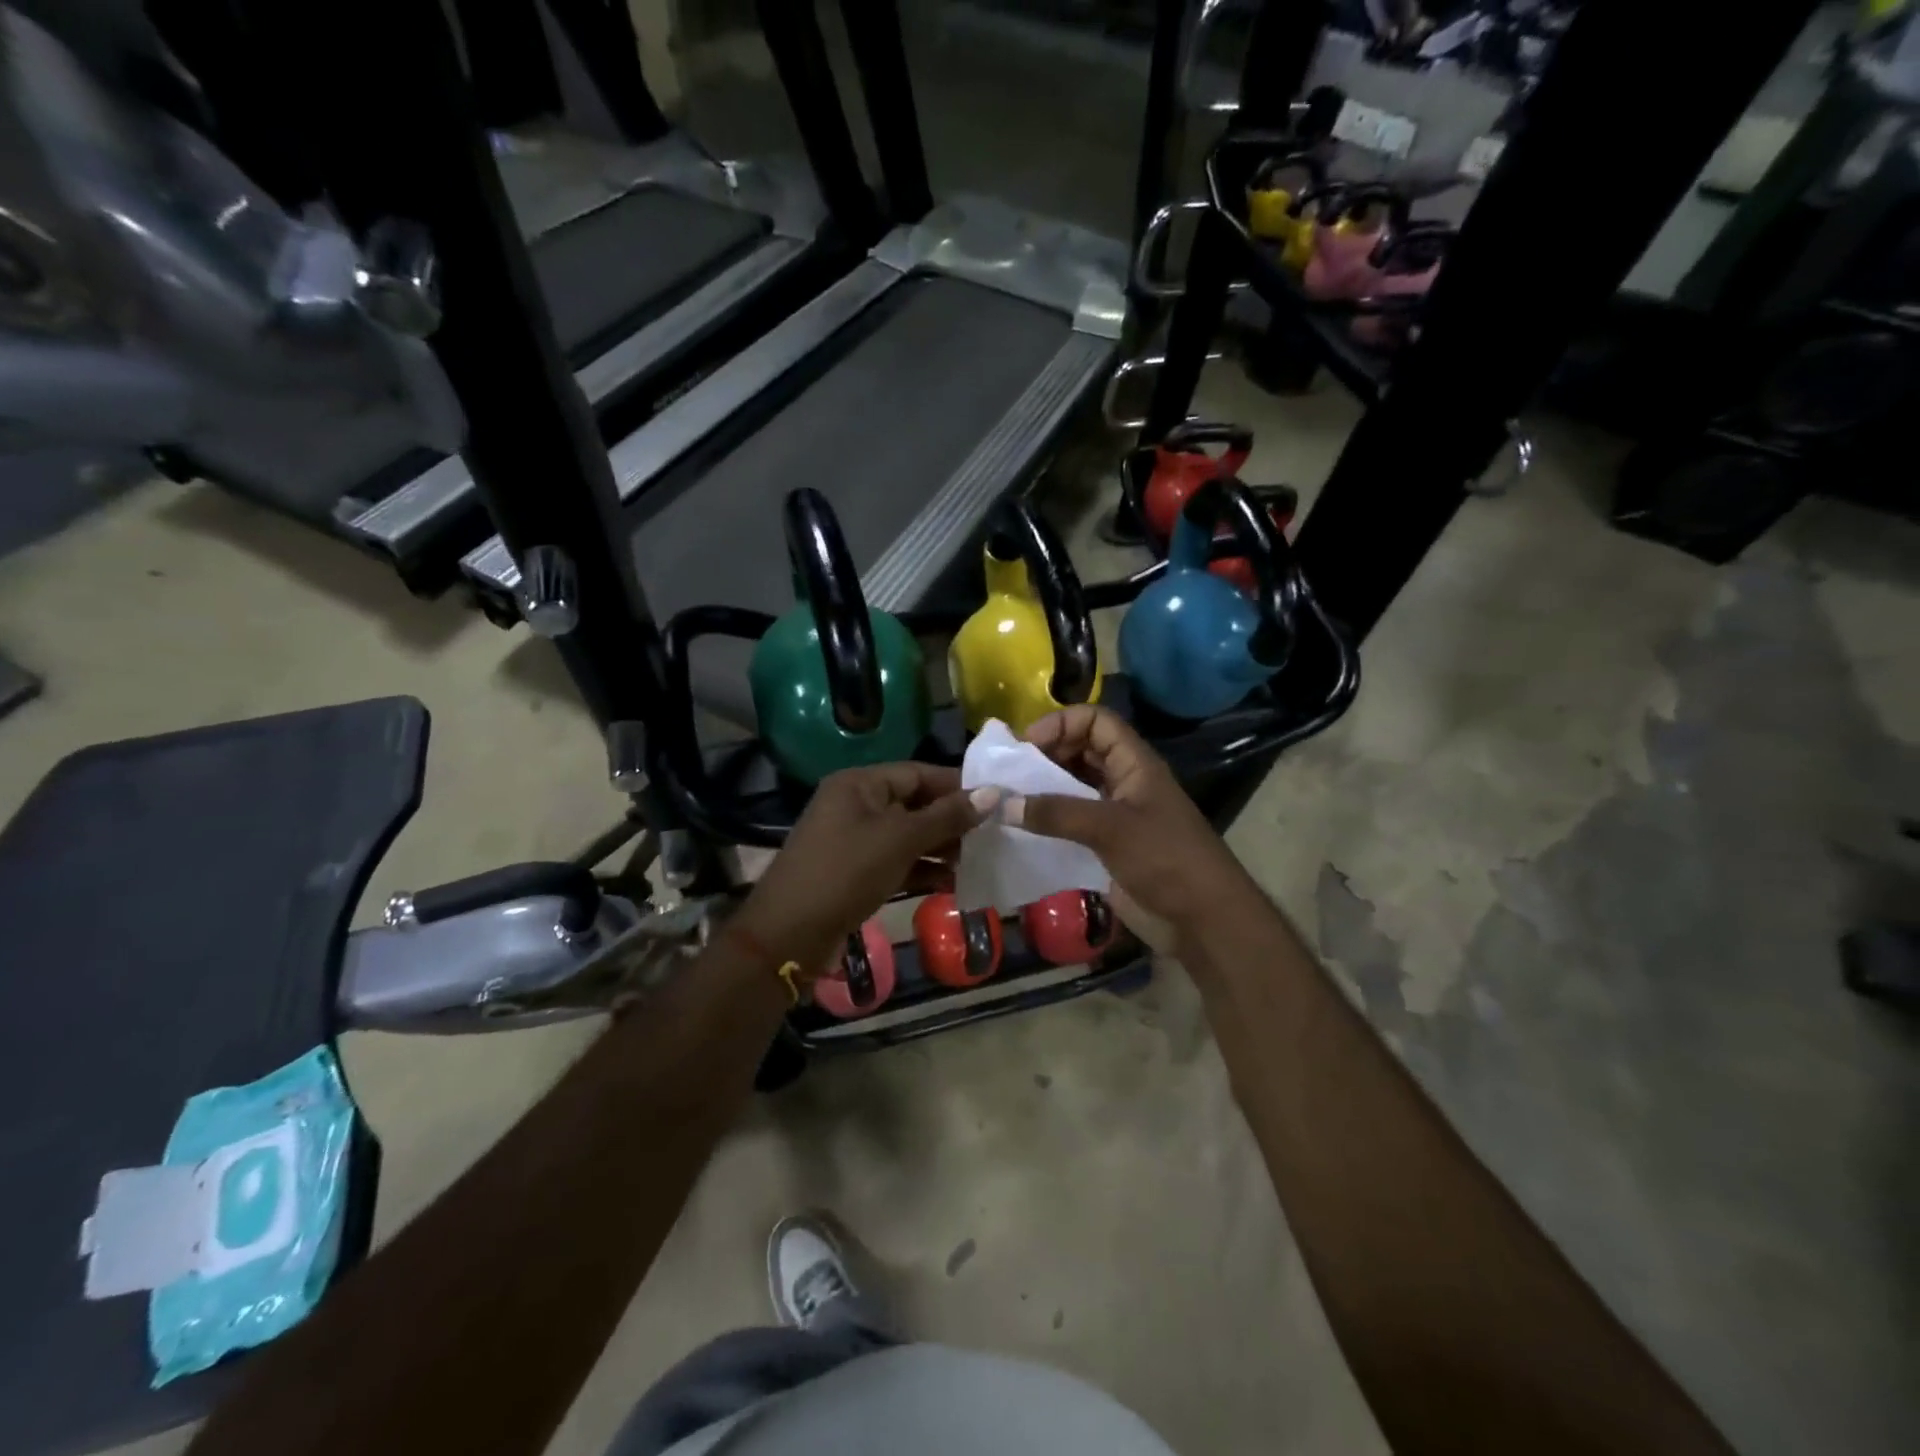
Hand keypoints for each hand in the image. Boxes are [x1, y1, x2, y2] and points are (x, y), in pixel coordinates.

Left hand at [735, 763, 990, 973]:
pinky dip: (923, 870)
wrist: (789, 934)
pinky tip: (953, 883)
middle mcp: (855, 805)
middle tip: (993, 834)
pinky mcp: (855, 872)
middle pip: (914, 804)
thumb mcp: (900, 839)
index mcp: (859, 784)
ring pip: (908, 836)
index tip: (996, 800)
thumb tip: (993, 793)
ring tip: (979, 859)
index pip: (918, 773)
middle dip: (952, 820)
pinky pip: (897, 862)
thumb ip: (947, 817)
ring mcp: (854, 840)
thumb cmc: (846, 872)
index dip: (957, 785)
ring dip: (941, 848)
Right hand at [1008, 705, 1254, 940]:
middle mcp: (1124, 781)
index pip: (1096, 721)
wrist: (1201, 920)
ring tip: (1009, 798)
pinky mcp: (1106, 845)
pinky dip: (1047, 820)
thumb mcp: (1110, 828)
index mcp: (1134, 763)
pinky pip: (1070, 821)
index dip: (1062, 723)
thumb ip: (1057, 814)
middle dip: (1046, 754)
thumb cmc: (1165, 859)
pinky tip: (1022, 829)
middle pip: (1081, 750)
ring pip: (1073, 786)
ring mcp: (1115, 814)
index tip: (1027, 745)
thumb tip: (1004, 804)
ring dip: (1043, 788)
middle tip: (1010, 773)